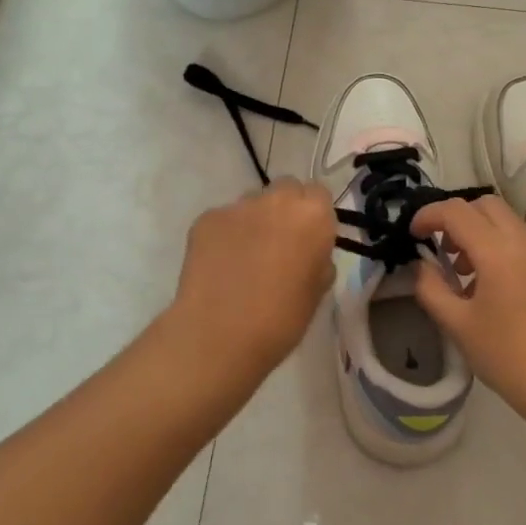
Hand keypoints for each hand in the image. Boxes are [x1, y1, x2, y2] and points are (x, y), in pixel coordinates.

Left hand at [167, 178, 336, 381]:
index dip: (314, 216)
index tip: (309, 240)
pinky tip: (220, 265)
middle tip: (279, 244)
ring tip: (245, 257)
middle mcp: (276, 199)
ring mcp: (237, 206)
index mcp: (312, 215)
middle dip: (285, 210)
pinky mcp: (206, 218)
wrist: (219, 335)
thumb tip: (309, 253)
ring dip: (254, 221)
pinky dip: (225, 235)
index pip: (319, 195)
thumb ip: (318, 259)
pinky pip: (223, 219)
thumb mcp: (317, 291)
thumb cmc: (281, 320)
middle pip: (286, 189)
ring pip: (252, 203)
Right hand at [410, 196, 525, 431]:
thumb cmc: (508, 357)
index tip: (412, 235)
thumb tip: (420, 266)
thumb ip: (431, 289)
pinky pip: (519, 240)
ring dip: (477, 231)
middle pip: (484, 205)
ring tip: (462, 271)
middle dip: (456, 218)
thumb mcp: (458, 325)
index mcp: (496, 251)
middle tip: (440, 248)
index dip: (428, 216)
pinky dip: (497, 245)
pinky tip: (487, 285)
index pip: (456, 211)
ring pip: (504, 220)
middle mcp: (522, 242)